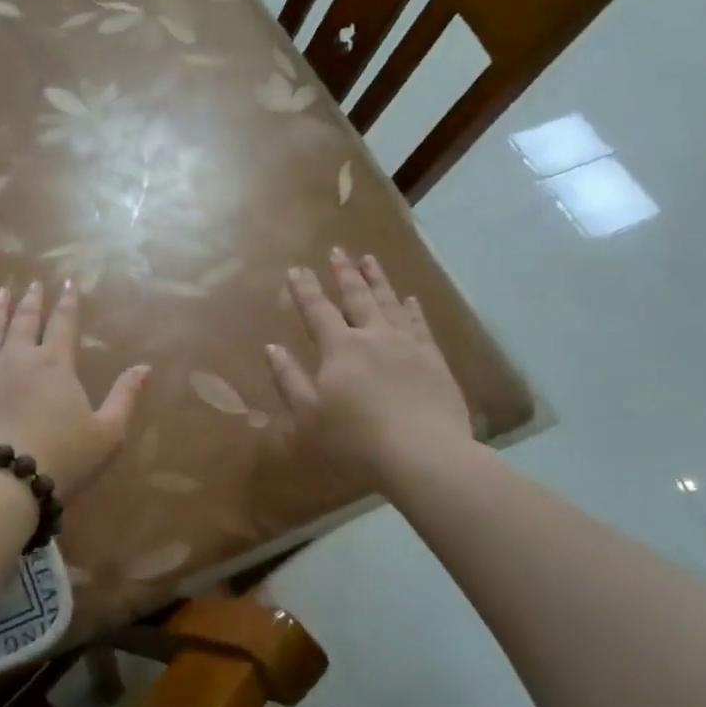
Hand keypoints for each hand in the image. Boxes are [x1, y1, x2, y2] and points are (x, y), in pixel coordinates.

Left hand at [0, 280, 149, 499]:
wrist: (0, 483)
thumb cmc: (62, 458)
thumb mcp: (108, 433)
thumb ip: (125, 396)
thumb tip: (145, 367)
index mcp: (55, 364)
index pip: (64, 323)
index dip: (68, 302)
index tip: (67, 282)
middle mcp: (18, 358)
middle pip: (25, 321)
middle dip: (31, 301)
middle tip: (32, 284)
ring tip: (1, 292)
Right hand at [266, 250, 475, 483]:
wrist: (423, 455)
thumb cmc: (356, 440)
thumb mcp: (309, 415)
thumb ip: (289, 379)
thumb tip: (271, 348)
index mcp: (340, 348)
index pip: (317, 310)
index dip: (304, 289)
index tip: (296, 269)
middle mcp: (373, 336)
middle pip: (356, 297)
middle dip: (344, 273)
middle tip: (337, 250)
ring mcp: (407, 345)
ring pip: (390, 302)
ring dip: (378, 279)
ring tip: (370, 259)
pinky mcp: (434, 360)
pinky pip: (421, 325)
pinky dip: (413, 309)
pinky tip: (411, 299)